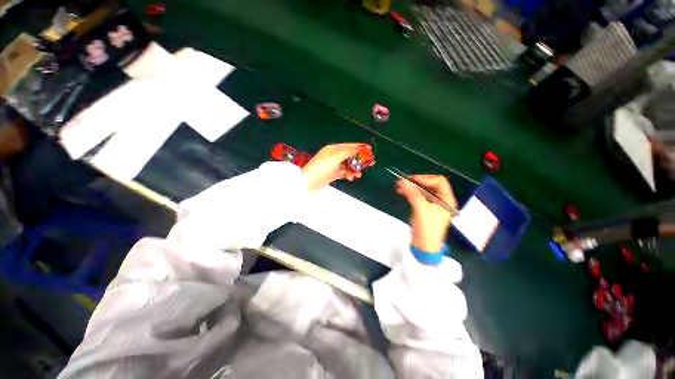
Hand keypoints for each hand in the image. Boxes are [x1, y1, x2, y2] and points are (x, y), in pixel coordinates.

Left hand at [302, 143, 371, 191]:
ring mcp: (333, 165)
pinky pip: (344, 172)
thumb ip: (349, 151)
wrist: (309, 182)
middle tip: (370, 164)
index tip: (370, 150)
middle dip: (360, 160)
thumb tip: (360, 147)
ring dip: (355, 169)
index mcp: (334, 149)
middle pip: (350, 156)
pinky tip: (351, 178)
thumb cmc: (322, 167)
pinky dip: (348, 174)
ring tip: (359, 175)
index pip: (350, 146)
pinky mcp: (332, 174)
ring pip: (348, 165)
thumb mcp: (336, 157)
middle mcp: (334, 155)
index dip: (360, 148)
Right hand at [396, 175, 456, 251]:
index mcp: (447, 199)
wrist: (424, 246)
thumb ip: (412, 194)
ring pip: (422, 190)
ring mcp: (432, 204)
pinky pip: (418, 196)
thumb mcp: (421, 209)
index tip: (412, 180)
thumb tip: (402, 181)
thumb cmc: (427, 228)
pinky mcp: (424, 208)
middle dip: (417, 182)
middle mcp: (441, 200)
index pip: (439, 181)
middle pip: (430, 185)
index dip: (426, 178)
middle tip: (404, 181)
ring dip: (412, 187)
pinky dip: (410, 193)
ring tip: (400, 186)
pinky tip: (401, 191)